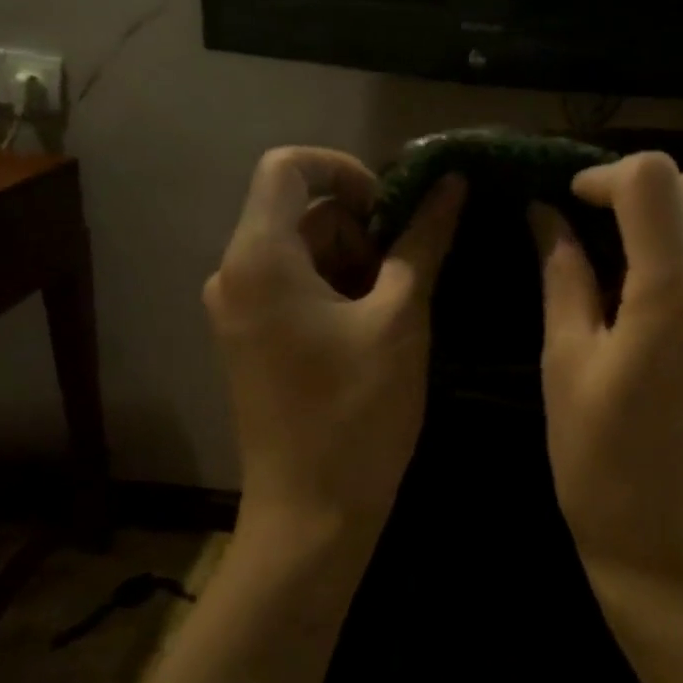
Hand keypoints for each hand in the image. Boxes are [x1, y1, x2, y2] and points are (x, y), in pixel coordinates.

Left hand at [205, 148, 464, 553]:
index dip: (347, 170)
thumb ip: (423, 241)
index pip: (288, 166)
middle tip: (409, 271)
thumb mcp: (401, 318)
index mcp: (259, 258)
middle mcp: (234, 274)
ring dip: (355, 262)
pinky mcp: (250, 340)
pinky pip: (293, 288)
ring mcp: (238, 311)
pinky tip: (376, 330)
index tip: (394, 208)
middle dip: (361, 227)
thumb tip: (449, 184)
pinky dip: (337, 291)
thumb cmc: (357, 413)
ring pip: (301, 252)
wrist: (311, 516)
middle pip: (300, 212)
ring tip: (398, 309)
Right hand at [530, 152, 682, 600]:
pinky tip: (669, 318)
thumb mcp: (564, 362)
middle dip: (663, 185)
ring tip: (635, 270)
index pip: (655, 179)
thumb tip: (547, 214)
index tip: (576, 202)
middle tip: (616, 222)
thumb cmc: (599, 461)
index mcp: (674, 296)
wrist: (673, 545)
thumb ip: (562, 276)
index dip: (608, 175)